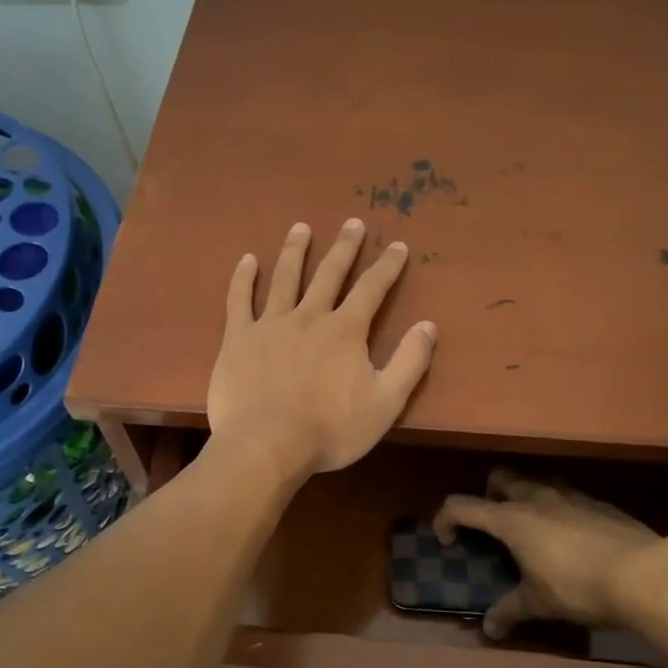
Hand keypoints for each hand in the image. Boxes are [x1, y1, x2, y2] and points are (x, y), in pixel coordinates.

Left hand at [207, 219, 437, 481]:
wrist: (266, 445)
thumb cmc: (330, 429)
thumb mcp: (386, 403)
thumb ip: (409, 362)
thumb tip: (428, 325)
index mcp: (345, 330)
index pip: (372, 288)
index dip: (387, 266)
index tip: (398, 246)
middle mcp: (309, 316)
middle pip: (329, 273)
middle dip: (344, 247)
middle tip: (352, 223)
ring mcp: (270, 324)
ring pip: (284, 277)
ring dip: (294, 250)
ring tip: (300, 228)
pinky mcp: (238, 337)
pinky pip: (239, 300)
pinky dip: (243, 278)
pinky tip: (247, 259)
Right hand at [433, 468, 661, 639]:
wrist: (643, 573)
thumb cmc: (579, 586)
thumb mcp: (540, 604)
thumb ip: (510, 611)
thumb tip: (489, 629)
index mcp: (511, 519)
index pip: (462, 506)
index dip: (446, 519)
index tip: (447, 540)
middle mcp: (535, 496)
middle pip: (499, 478)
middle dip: (488, 495)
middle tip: (494, 526)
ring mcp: (568, 494)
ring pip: (534, 481)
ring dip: (523, 497)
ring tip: (532, 531)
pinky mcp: (596, 501)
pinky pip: (565, 496)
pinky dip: (556, 508)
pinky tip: (570, 538)